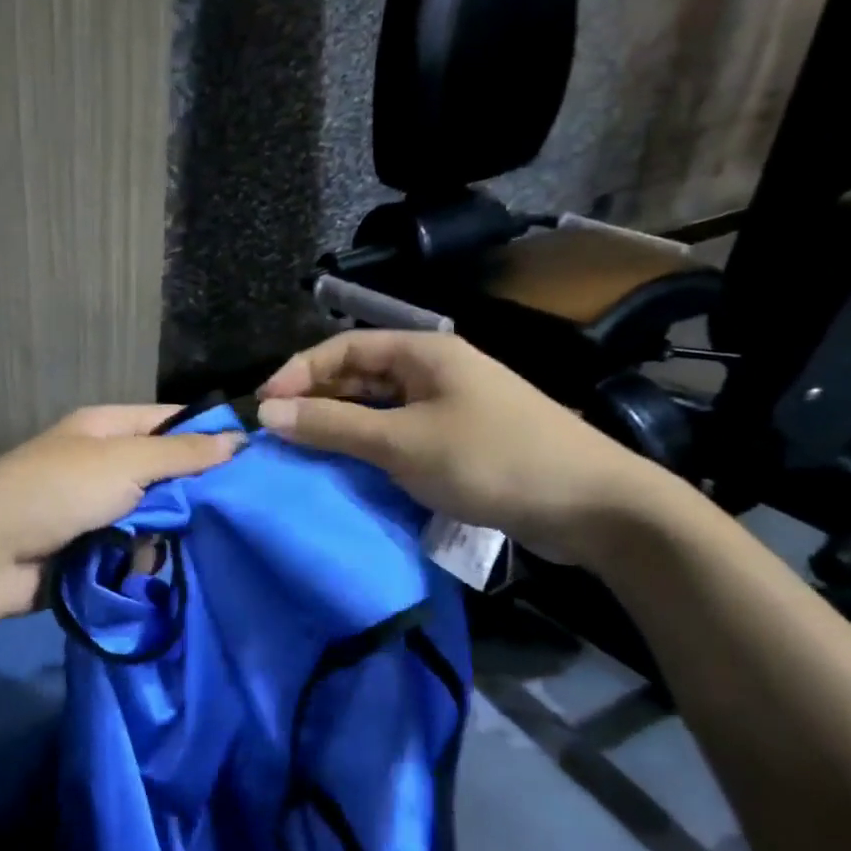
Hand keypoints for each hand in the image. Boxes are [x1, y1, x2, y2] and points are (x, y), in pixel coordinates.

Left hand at [0, 405, 242, 619]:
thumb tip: (238, 440)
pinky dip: (140, 560)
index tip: (251, 461)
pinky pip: (132, 550)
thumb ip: (182, 454)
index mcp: (106, 429)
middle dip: (189, 496)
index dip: (208, 438)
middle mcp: (102, 464)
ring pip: (153, 518)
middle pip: (164, 475)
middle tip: (223, 515)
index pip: (171, 423)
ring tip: (170, 547)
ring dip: (162, 535)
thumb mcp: (126, 461)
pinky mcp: (89, 550)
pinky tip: (145, 570)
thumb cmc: (59, 491)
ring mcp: (95, 510)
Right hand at [256, 330, 670, 565]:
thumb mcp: (401, 442)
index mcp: (423, 352)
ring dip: (341, 426)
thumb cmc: (490, 459)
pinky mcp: (460, 441)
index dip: (298, 372)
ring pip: (379, 408)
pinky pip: (400, 435)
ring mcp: (450, 407)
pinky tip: (351, 470)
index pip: (344, 347)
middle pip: (360, 374)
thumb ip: (333, 425)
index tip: (262, 408)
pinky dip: (370, 448)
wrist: (588, 504)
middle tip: (278, 435)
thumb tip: (268, 412)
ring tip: (304, 454)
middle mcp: (434, 370)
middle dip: (316, 399)